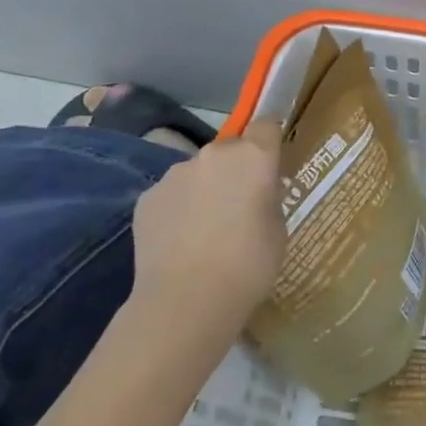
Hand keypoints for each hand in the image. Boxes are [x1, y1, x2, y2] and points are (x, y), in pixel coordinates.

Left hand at [129, 119, 284, 345]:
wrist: (187, 300)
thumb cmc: (250, 263)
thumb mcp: (279, 228)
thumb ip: (268, 197)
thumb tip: (256, 191)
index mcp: (253, 156)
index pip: (266, 125)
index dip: (270, 142)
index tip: (272, 165)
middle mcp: (213, 155)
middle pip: (230, 149)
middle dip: (236, 169)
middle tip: (241, 205)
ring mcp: (175, 174)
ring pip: (199, 171)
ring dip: (206, 188)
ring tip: (208, 229)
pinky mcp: (147, 198)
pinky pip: (173, 194)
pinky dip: (180, 209)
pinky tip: (182, 241)